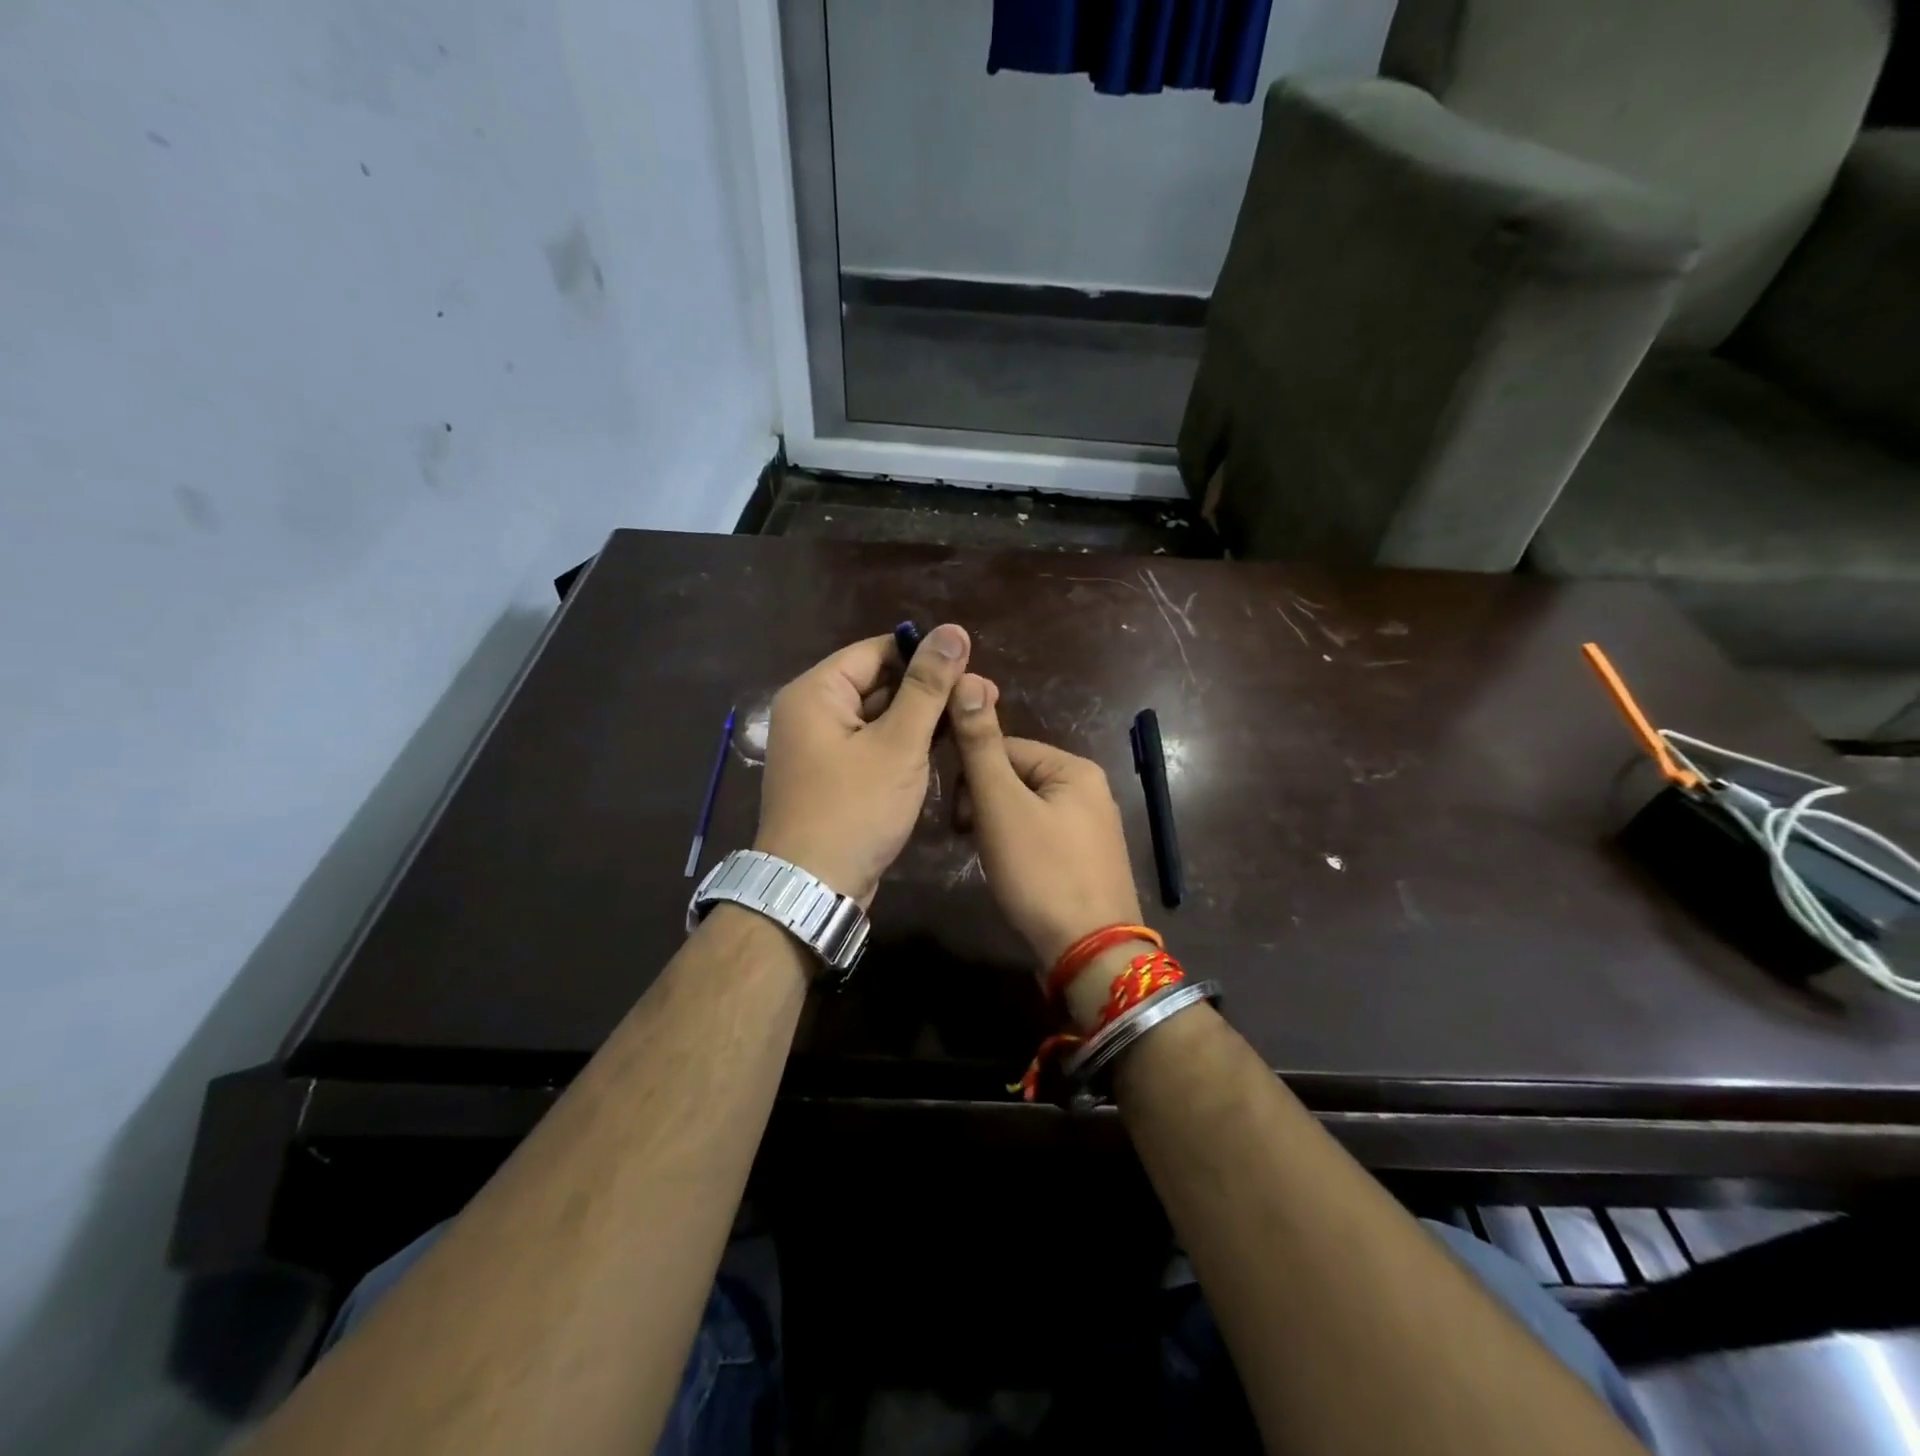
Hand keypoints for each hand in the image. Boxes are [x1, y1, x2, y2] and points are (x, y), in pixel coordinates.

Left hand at [754, 624, 970, 905]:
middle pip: (878, 682)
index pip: (877, 650)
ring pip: (878, 716)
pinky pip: (872, 744)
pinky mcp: (834, 775)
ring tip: (970, 720)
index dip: (925, 655)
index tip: (972, 667)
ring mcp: (820, 746)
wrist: (813, 889)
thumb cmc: (855, 809)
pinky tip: (942, 748)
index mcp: (816, 692)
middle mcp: (812, 711)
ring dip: (921, 718)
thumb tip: (953, 630)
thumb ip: (928, 687)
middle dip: (928, 689)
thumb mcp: (898, 744)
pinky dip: (903, 744)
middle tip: (983, 696)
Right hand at [947, 673, 1143, 972]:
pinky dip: (1018, 849)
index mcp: (1074, 768)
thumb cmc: (1041, 872)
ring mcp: (1093, 828)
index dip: (972, 778)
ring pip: (1025, 810)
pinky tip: (1013, 874)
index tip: (958, 818)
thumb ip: (981, 744)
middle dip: (984, 805)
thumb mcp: (1001, 804)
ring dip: (997, 828)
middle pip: (1015, 778)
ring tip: (991, 860)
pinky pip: (1041, 837)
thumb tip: (968, 676)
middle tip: (972, 840)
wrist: (1090, 953)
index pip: (1004, 748)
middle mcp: (1091, 790)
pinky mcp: (1088, 860)